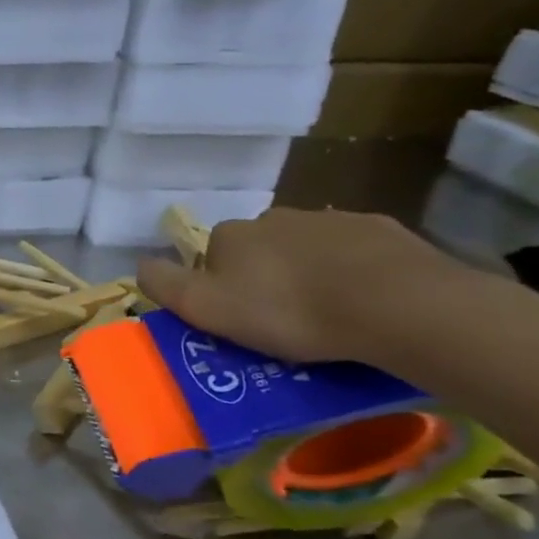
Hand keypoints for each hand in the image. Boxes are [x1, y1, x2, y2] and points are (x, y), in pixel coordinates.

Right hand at [135, 208, 469, 364]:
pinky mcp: (382, 230)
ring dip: (309, 273)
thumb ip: (164, 284)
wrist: (397, 304)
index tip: (238, 320)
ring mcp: (331, 219)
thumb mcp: (206, 308)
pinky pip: (355, 252)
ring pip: (307, 248)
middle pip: (259, 249)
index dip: (219, 288)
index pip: (211, 257)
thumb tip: (141, 263)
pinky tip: (367, 303)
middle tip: (284, 322)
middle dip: (265, 277)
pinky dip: (354, 271)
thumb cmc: (289, 311)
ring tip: (330, 316)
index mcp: (231, 234)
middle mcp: (274, 216)